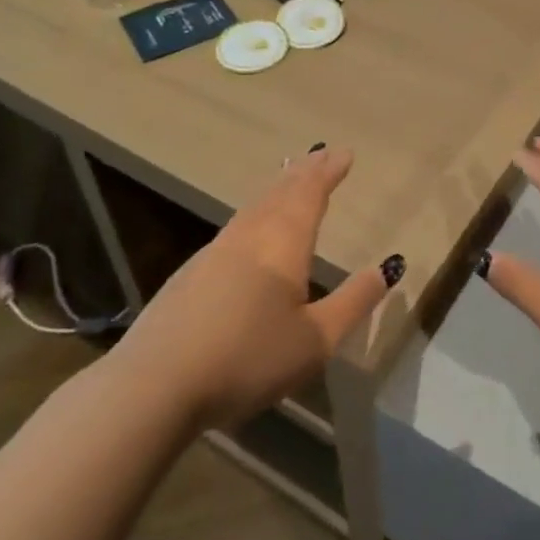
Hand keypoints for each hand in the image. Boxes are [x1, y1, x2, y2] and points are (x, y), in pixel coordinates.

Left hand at [112, 146, 396, 427]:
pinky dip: (255, 213)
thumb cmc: (247, 359)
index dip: (328, 172)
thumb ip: (353, 302)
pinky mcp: (189, 276)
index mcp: (283, 243)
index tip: (344, 153)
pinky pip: (235, 227)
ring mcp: (214, 253)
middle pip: (280, 193)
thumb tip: (386, 268)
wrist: (153, 386)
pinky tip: (250, 229)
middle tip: (320, 155)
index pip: (310, 194)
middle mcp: (249, 236)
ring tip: (289, 178)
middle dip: (304, 173)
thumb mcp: (315, 340)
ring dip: (277, 189)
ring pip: (254, 208)